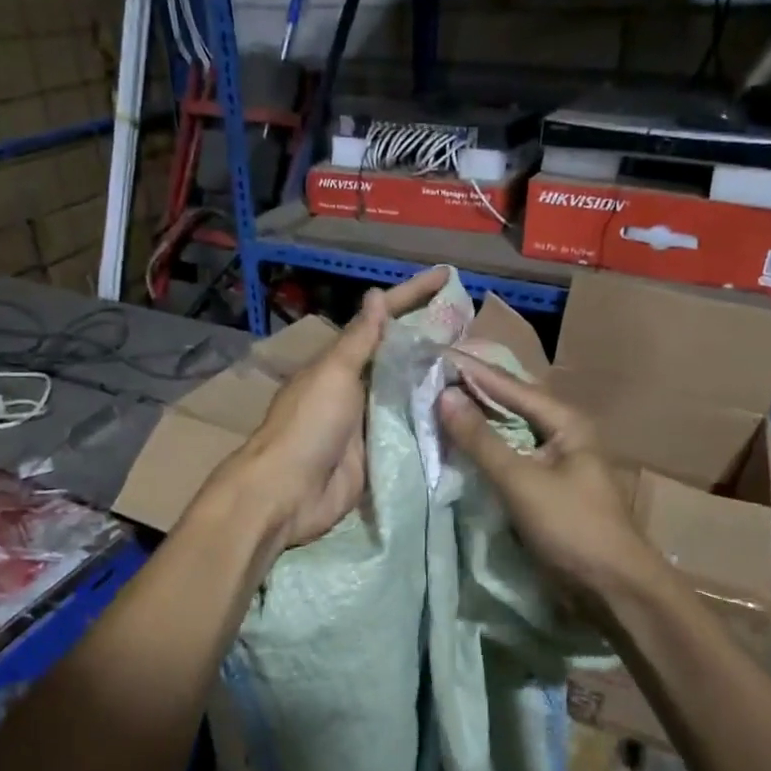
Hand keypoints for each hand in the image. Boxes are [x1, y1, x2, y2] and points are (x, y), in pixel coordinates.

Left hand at [223, 267, 449, 548]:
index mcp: (342, 363)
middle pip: (401, 356)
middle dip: (434, 339)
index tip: (446, 276)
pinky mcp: (380, 453)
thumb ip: (359, 340)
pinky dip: (434, 420)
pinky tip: (465, 409)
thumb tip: (376, 295)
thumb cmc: (308, 425)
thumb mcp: (333, 375)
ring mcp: (370, 422)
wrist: (288, 493)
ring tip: (482, 363)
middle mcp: (358, 387)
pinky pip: (412, 430)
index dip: (413, 296)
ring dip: (439, 379)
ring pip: (411, 393)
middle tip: (477, 325)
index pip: (383, 321)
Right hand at [438, 354, 665, 600]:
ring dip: (475, 419)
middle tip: (430, 375)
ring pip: (507, 430)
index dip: (471, 370)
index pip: (509, 385)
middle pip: (510, 403)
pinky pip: (507, 456)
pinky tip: (458, 444)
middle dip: (472, 390)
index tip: (434, 355)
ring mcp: (554, 460)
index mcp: (565, 421)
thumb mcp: (522, 481)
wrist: (612, 588)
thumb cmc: (572, 527)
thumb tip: (444, 395)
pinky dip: (483, 448)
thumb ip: (481, 439)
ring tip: (436, 402)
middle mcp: (561, 433)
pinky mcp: (544, 486)